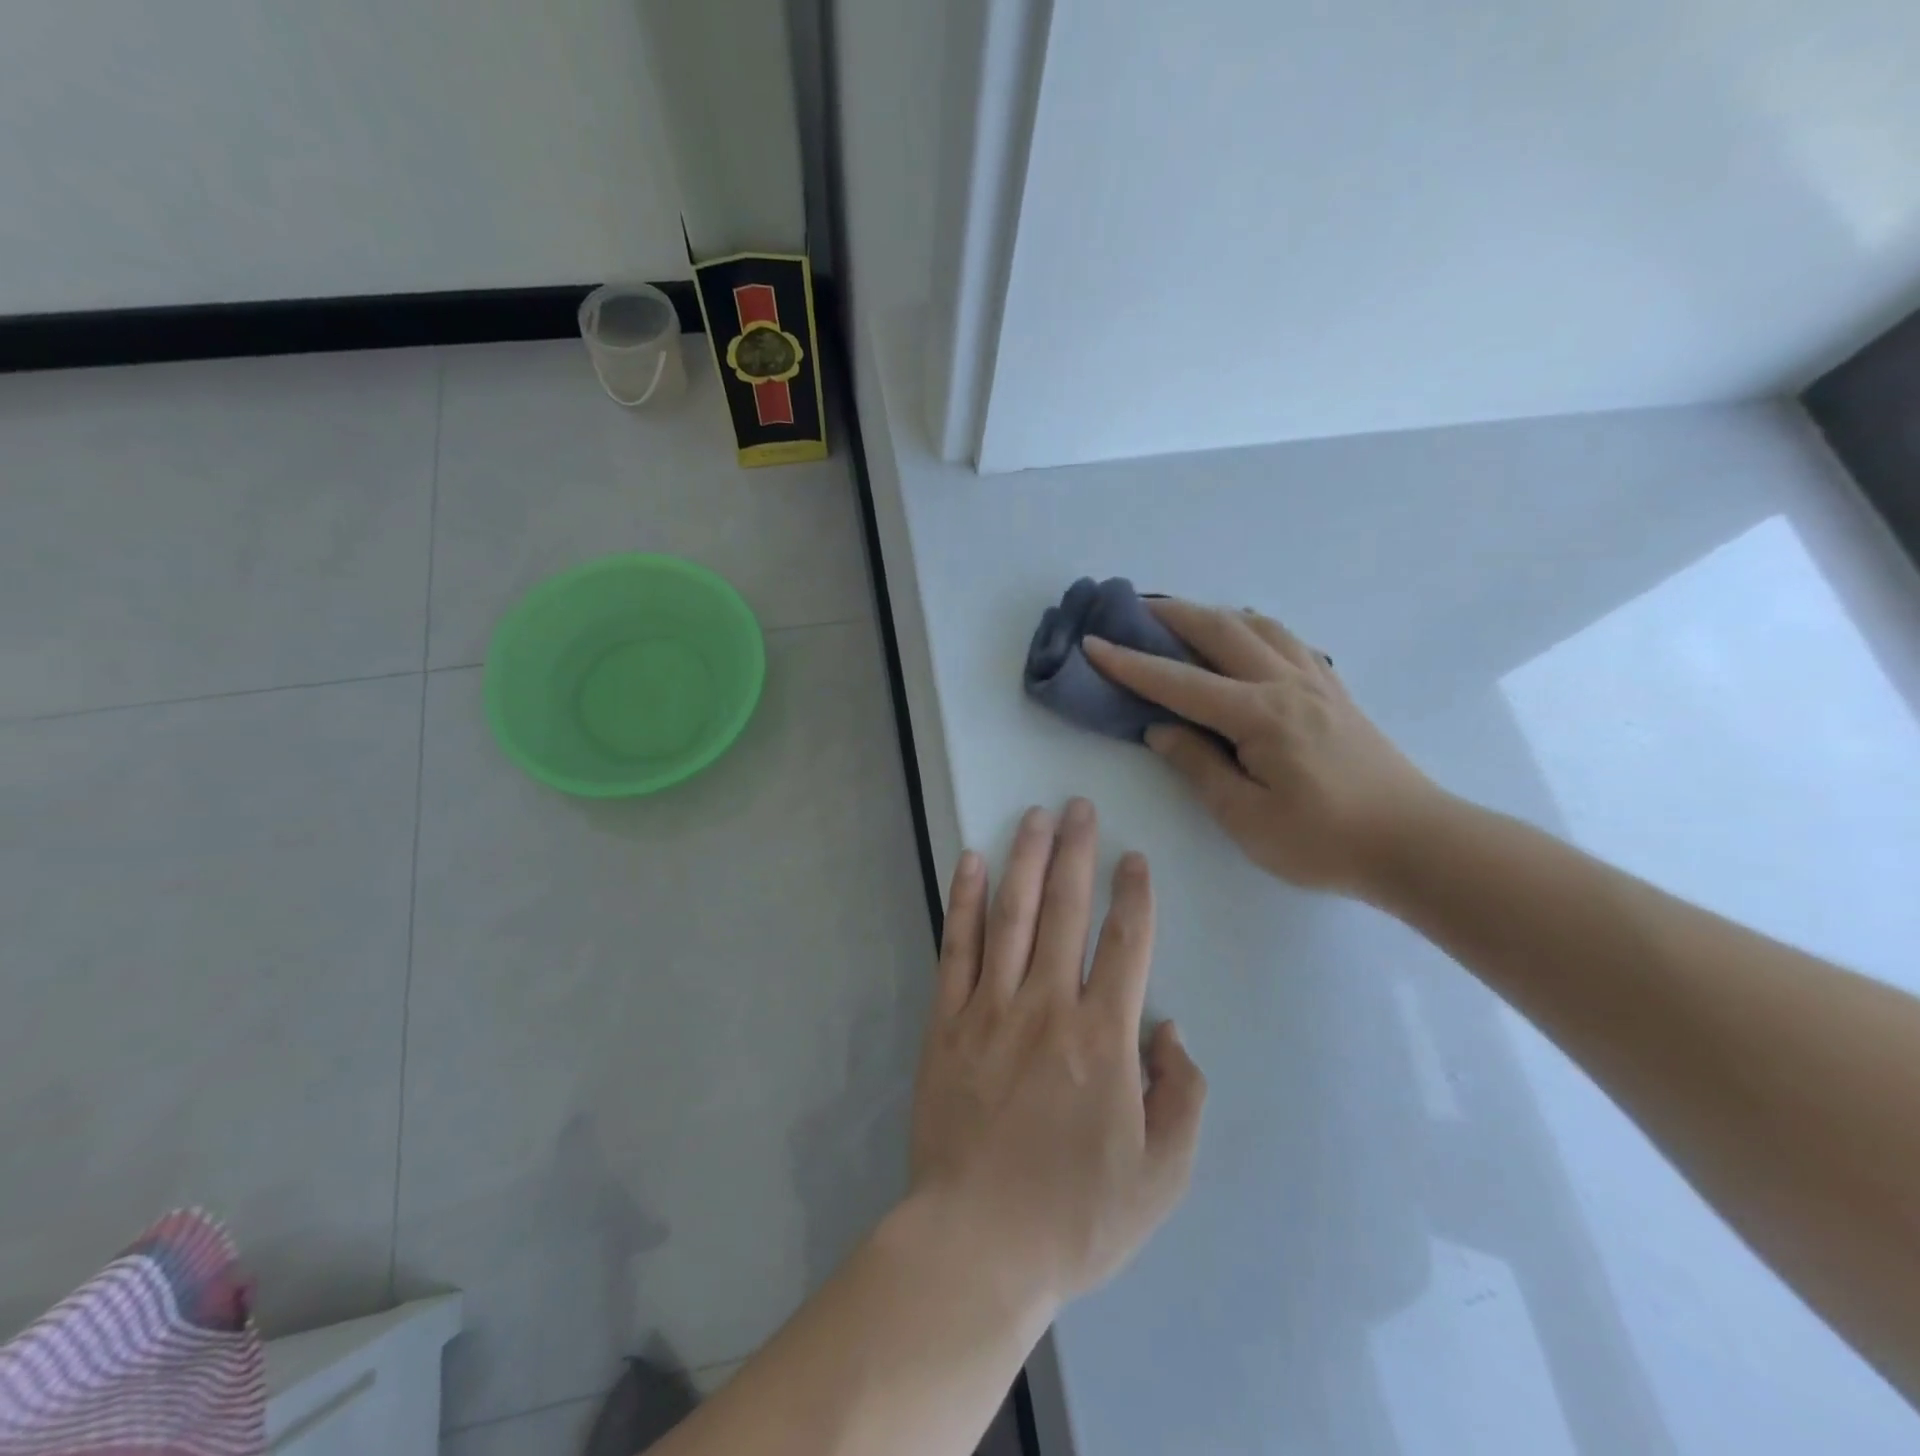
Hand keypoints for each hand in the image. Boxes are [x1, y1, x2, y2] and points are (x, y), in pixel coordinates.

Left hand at [908, 800, 1206, 1308]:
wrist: (976, 1244)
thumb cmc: (1075, 1216)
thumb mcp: (1159, 1177)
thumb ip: (1180, 1097)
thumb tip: (1169, 1030)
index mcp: (1102, 1038)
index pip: (1126, 944)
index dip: (1133, 894)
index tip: (1134, 856)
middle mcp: (1046, 1005)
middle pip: (1065, 910)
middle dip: (1076, 852)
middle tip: (1079, 807)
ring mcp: (990, 1008)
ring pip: (1012, 914)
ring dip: (1025, 859)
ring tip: (1034, 815)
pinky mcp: (947, 1020)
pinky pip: (957, 947)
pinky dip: (964, 900)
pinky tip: (970, 862)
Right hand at [1083, 600, 1443, 897]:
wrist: (1417, 843)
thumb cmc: (1325, 841)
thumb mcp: (1247, 818)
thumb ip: (1199, 767)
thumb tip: (1160, 729)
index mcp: (1259, 715)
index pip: (1178, 682)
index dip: (1130, 663)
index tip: (1092, 643)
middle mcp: (1286, 684)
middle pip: (1220, 631)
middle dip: (1171, 615)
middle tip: (1133, 610)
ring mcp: (1316, 683)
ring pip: (1258, 626)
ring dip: (1214, 615)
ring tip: (1185, 620)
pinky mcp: (1335, 692)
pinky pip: (1287, 641)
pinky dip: (1253, 629)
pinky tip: (1245, 642)